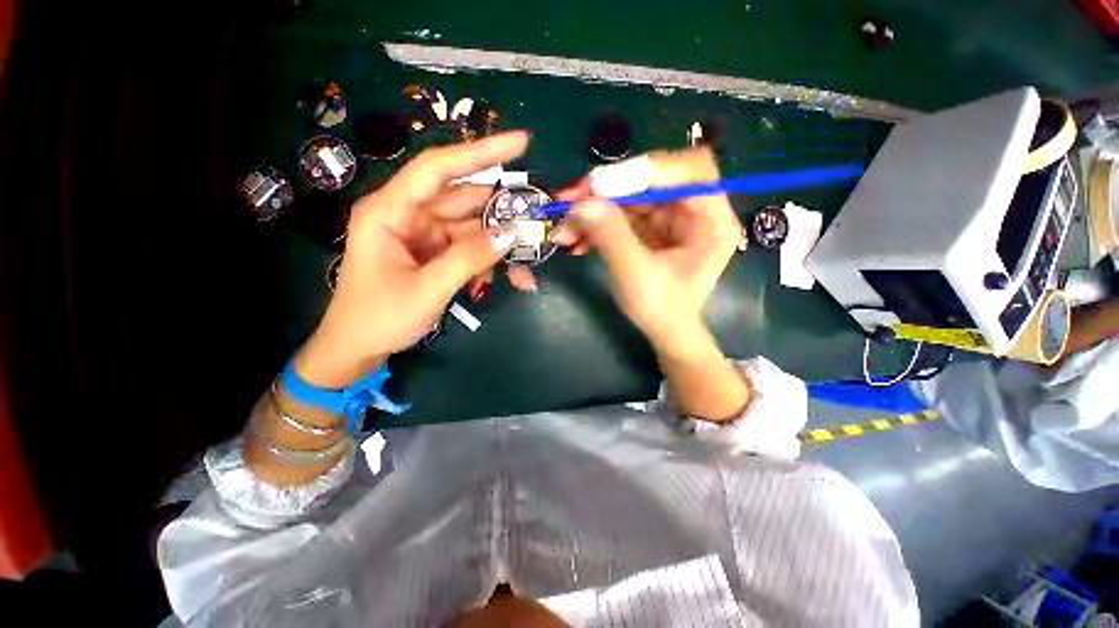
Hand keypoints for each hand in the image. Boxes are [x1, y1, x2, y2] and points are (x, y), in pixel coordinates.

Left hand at [295, 132, 529, 386]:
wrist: (359, 348)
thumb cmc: (379, 317)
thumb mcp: (427, 289)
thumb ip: (468, 259)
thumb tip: (509, 235)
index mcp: (391, 211)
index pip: (439, 168)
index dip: (481, 152)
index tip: (521, 143)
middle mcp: (409, 214)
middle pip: (464, 199)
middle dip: (502, 210)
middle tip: (538, 217)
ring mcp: (425, 235)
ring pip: (473, 227)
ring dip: (501, 244)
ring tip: (528, 263)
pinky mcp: (436, 253)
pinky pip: (471, 248)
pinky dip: (492, 261)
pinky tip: (510, 279)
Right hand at [551, 148, 742, 357]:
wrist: (664, 333)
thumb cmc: (662, 309)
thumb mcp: (636, 274)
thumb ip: (611, 235)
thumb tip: (582, 202)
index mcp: (711, 220)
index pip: (691, 171)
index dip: (648, 169)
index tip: (603, 184)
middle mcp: (693, 212)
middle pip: (651, 181)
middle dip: (607, 191)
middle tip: (569, 200)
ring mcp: (669, 220)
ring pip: (629, 199)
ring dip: (593, 211)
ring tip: (564, 230)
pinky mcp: (650, 230)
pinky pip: (621, 216)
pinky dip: (596, 225)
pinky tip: (575, 240)